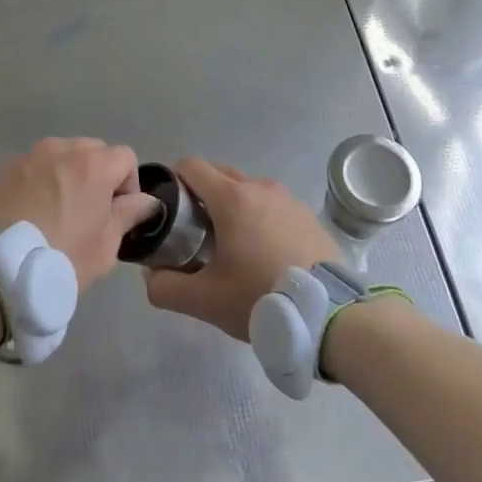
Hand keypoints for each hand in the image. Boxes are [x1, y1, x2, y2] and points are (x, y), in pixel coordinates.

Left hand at [0, 138, 158, 292]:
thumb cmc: (59, 259)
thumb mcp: (105, 246)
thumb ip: (128, 215)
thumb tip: (146, 201)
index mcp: (93, 164)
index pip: (126, 157)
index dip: (128, 185)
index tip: (117, 215)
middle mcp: (62, 149)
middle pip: (94, 151)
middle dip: (100, 176)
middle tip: (90, 214)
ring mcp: (30, 156)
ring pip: (63, 156)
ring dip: (70, 175)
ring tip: (59, 212)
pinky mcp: (6, 169)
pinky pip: (37, 167)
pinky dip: (43, 180)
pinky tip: (34, 212)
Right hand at [144, 158, 337, 340]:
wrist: (330, 315)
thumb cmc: (260, 298)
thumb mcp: (204, 300)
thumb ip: (165, 287)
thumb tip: (151, 275)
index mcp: (231, 198)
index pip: (191, 166)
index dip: (173, 182)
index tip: (170, 212)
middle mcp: (260, 187)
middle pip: (219, 174)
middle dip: (201, 195)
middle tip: (195, 233)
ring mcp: (288, 199)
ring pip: (247, 190)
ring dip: (232, 207)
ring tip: (231, 246)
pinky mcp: (308, 216)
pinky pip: (272, 206)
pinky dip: (259, 218)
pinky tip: (263, 253)